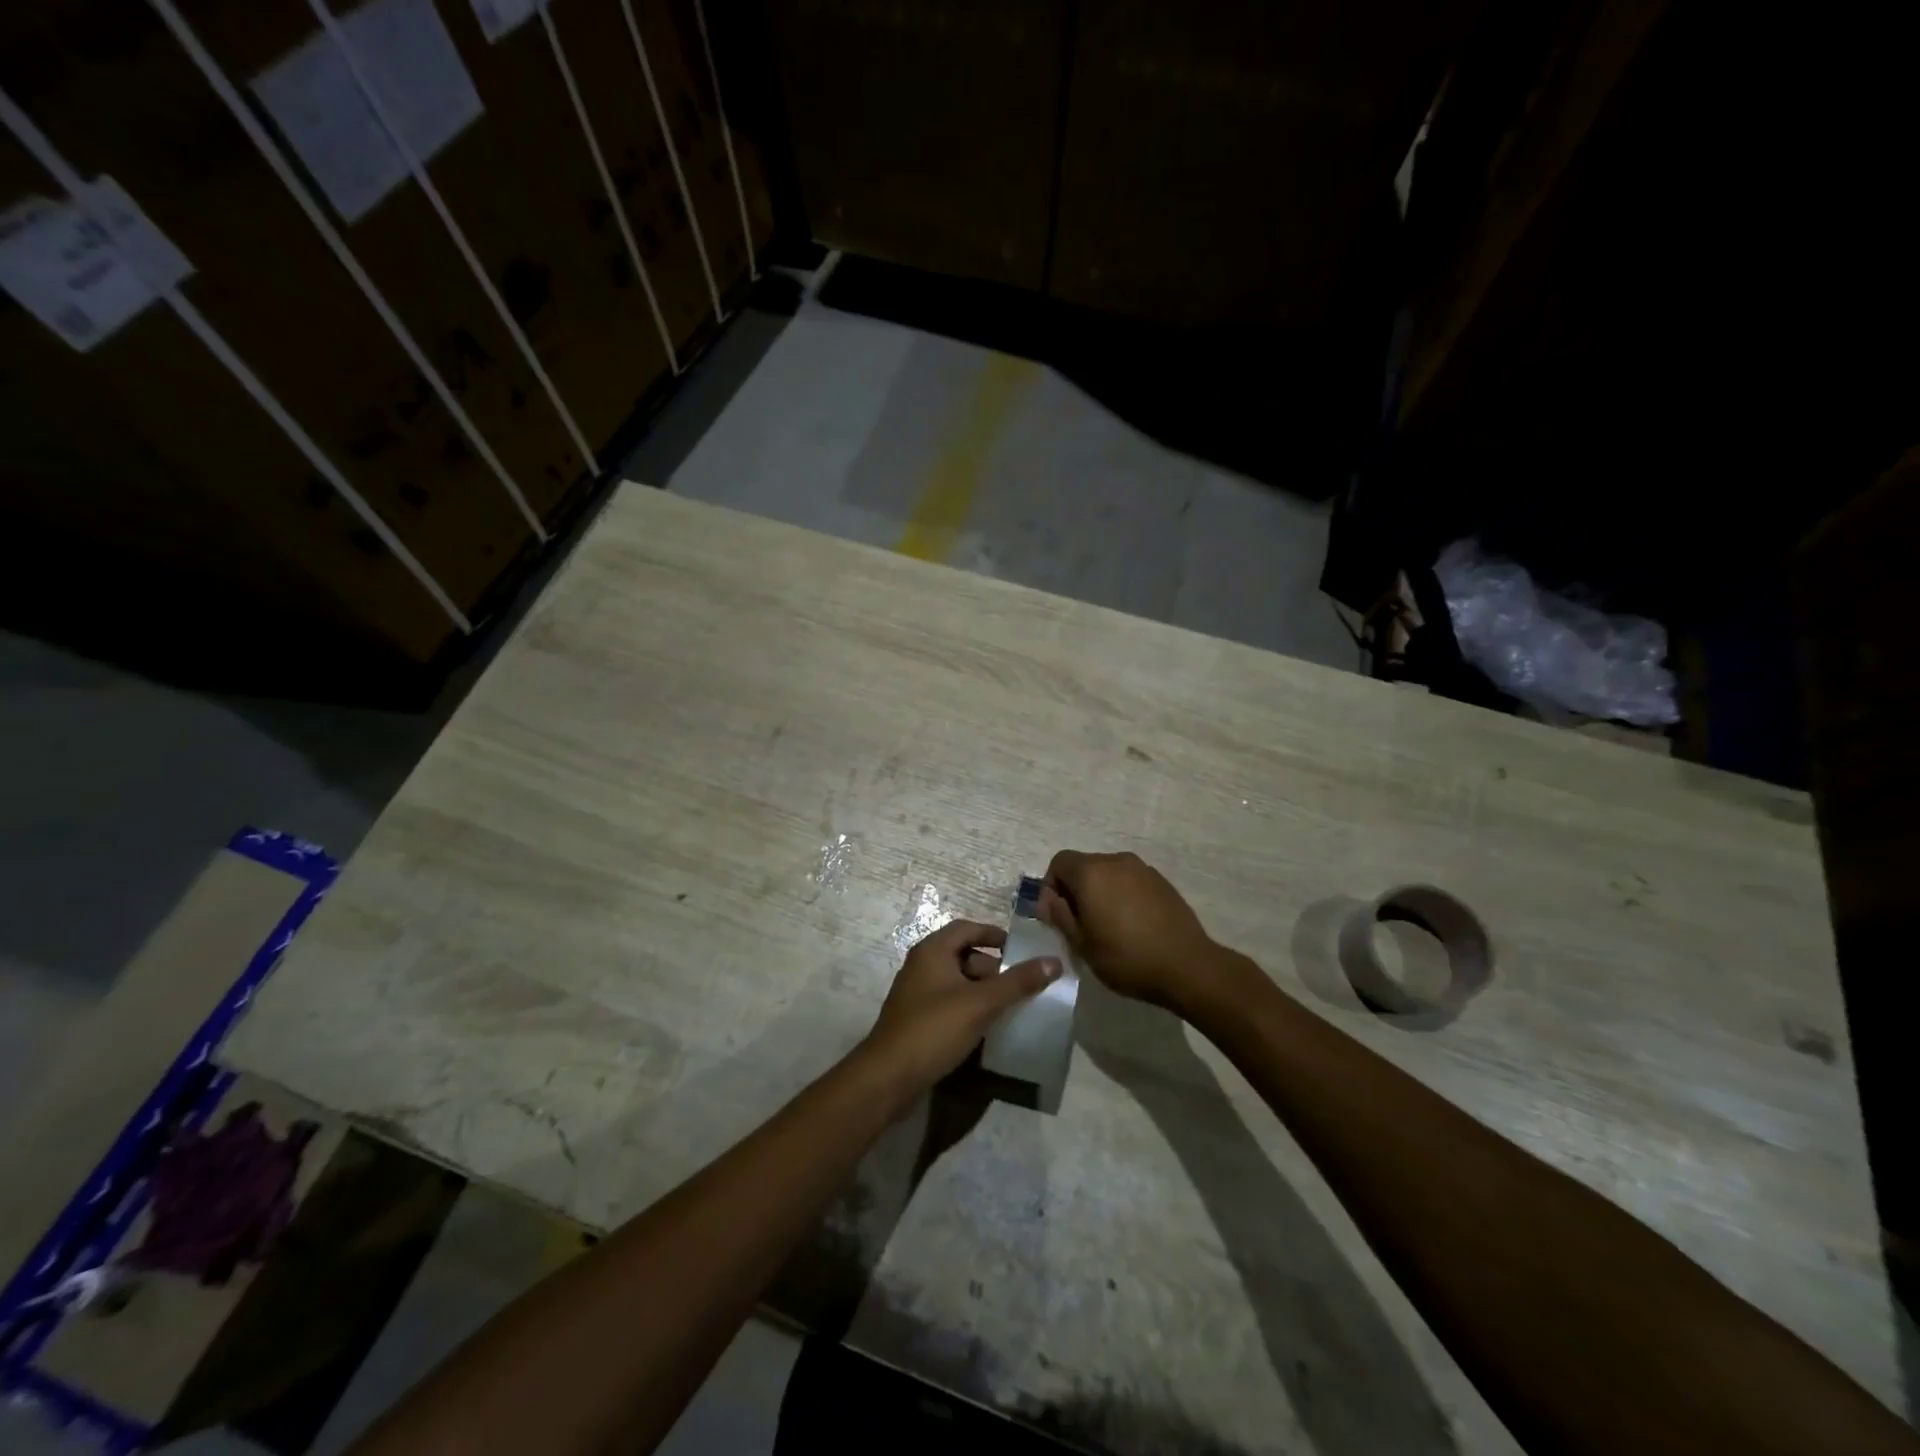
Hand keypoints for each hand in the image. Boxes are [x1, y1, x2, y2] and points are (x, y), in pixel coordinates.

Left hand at [860, 919, 1060, 1097]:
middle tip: (1017, 985)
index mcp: (932, 950)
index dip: (994, 935)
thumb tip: (1054, 961)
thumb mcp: (982, 1003)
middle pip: (962, 954)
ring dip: (980, 990)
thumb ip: (1018, 982)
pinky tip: (984, 1028)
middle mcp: (921, 965)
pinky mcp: (915, 1019)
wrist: (888, 1077)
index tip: (1019, 950)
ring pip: (955, 981)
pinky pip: (947, 1002)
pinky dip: (967, 1007)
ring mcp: (915, 993)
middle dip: (991, 967)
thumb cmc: (934, 1029)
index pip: (967, 928)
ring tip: (1006, 1008)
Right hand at [1039, 850, 1219, 1010]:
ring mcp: (1142, 869)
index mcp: (1092, 872)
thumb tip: (1050, 901)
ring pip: (1108, 873)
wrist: (1187, 966)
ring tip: (1106, 925)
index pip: (1059, 862)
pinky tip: (1131, 925)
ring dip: (1100, 892)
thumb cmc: (1126, 957)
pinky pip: (1130, 881)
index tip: (1055, 916)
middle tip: (1078, 924)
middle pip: (1084, 866)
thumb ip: (1060, 916)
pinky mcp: (1162, 881)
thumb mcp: (1082, 944)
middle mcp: (1116, 861)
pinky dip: (1122, 895)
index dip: (1050, 886)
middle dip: (1075, 890)